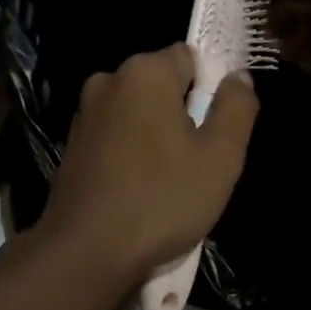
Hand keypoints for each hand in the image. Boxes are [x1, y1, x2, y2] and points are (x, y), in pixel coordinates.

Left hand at [38, 44, 258, 284]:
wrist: (86, 252)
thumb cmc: (162, 199)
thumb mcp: (221, 156)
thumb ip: (237, 107)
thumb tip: (238, 77)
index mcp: (143, 72)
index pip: (191, 57)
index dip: (212, 90)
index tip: (217, 130)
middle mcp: (107, 81)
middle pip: (163, 85)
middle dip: (185, 114)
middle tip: (199, 161)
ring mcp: (84, 114)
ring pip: (139, 113)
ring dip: (158, 136)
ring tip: (170, 181)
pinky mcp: (72, 146)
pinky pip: (116, 136)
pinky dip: (132, 153)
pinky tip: (140, 190)